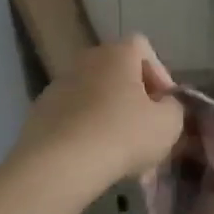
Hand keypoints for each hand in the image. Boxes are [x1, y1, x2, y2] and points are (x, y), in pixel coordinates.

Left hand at [14, 36, 183, 186]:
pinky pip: (74, 118)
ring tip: (123, 153)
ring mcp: (58, 87)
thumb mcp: (169, 123)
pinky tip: (96, 160)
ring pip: (96, 98)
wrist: (59, 166)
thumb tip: (164, 105)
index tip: (164, 103)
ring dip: (111, 118)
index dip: (159, 73)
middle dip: (135, 100)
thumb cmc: (123, 134)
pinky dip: (87, 133)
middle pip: (118, 74)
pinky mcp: (39, 114)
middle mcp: (85, 61)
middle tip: (147, 129)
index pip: (143, 47)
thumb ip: (174, 107)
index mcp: (117, 54)